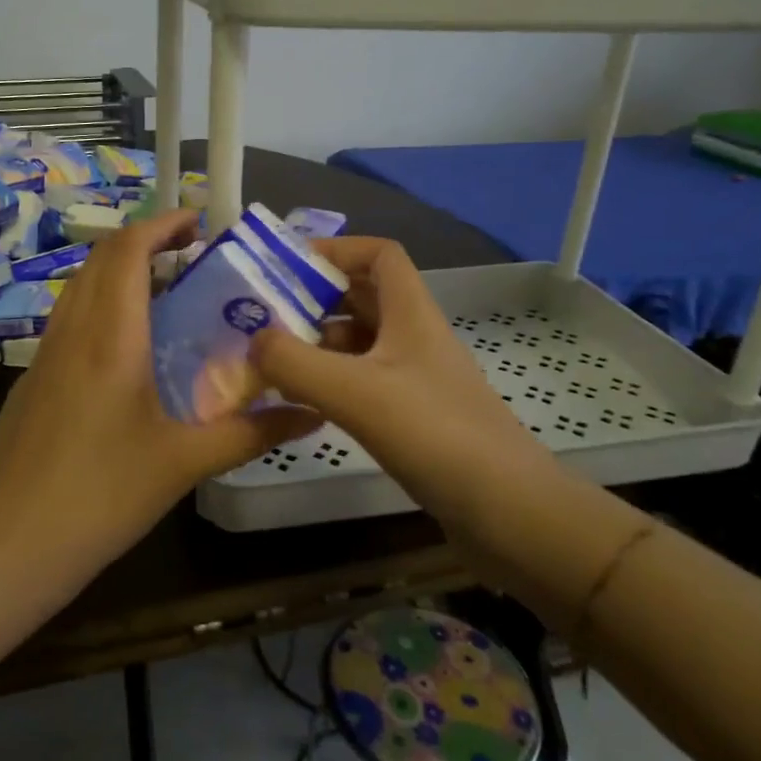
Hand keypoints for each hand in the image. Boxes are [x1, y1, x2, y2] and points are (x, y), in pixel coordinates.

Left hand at [0, 210, 318, 579]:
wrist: (9, 545)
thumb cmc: (102, 497)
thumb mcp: (184, 463)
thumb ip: (251, 433)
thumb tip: (314, 412)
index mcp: (110, 337)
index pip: (128, 250)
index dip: (163, 224)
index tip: (199, 222)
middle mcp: (72, 332)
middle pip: (101, 259)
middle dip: (145, 242)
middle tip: (192, 255)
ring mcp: (43, 356)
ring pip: (80, 287)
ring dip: (119, 272)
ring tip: (166, 294)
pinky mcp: (31, 381)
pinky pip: (68, 320)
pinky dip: (100, 306)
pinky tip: (127, 350)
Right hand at [247, 236, 551, 529]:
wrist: (507, 510)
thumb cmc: (434, 434)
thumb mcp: (354, 392)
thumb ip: (293, 362)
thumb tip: (253, 342)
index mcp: (412, 313)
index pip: (379, 254)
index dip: (336, 250)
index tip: (287, 267)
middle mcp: (416, 337)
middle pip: (365, 296)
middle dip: (316, 299)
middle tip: (266, 316)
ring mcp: (418, 378)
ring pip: (362, 342)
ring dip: (321, 343)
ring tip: (275, 361)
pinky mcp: (416, 416)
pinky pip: (366, 381)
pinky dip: (334, 381)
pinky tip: (307, 402)